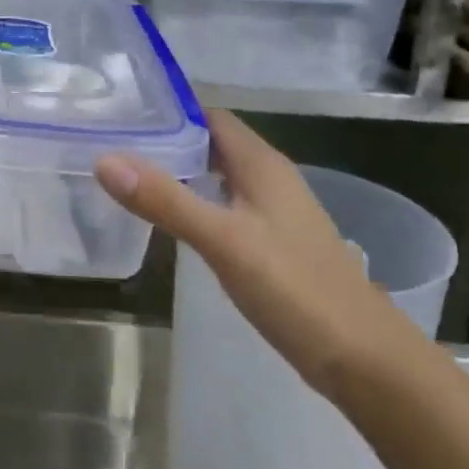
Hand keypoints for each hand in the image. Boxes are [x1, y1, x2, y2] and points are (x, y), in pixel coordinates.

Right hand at [95, 110, 411, 397]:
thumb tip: (105, 159)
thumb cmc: (295, 289)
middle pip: (211, 143)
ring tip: (127, 174)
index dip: (168, 108)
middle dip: (166, 138)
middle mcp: (269, 179)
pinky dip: (194, 202)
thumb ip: (165, 200)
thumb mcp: (223, 241)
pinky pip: (223, 206)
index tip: (121, 110)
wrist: (364, 360)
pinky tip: (167, 218)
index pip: (210, 115)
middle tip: (111, 141)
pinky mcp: (271, 244)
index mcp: (262, 165)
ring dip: (178, 171)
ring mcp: (272, 213)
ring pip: (217, 176)